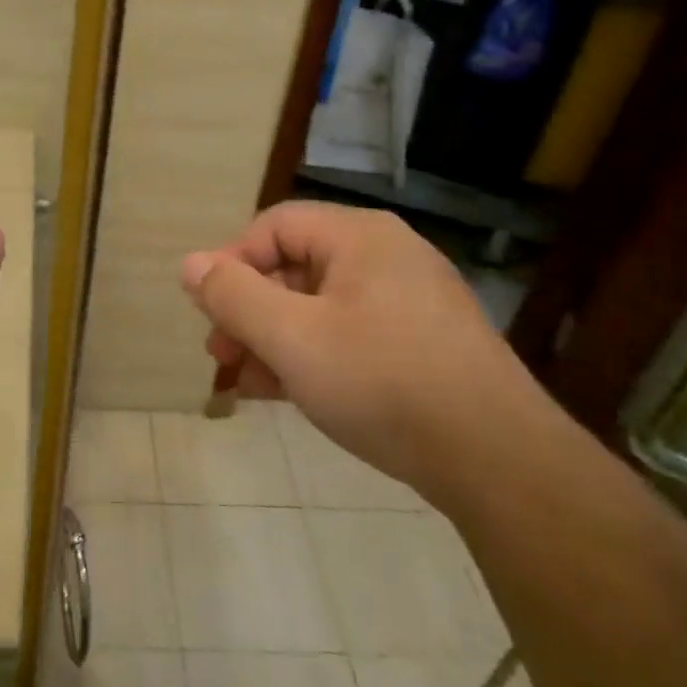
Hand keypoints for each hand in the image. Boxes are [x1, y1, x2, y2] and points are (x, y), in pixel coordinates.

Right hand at [180, 202, 524, 487]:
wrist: (496, 459)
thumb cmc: (381, 382)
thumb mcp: (291, 337)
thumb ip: (233, 296)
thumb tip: (190, 264)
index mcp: (360, 237)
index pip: (274, 226)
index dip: (231, 263)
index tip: (207, 311)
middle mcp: (387, 257)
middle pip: (295, 267)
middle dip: (248, 310)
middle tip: (220, 354)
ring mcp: (409, 302)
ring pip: (319, 306)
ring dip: (273, 339)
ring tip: (247, 383)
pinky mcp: (422, 344)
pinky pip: (349, 334)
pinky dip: (311, 355)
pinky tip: (286, 394)